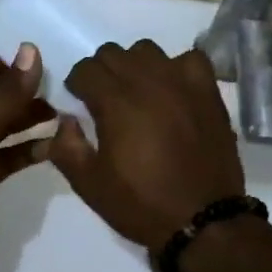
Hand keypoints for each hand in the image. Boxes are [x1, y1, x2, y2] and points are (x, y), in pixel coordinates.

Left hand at [0, 44, 54, 258]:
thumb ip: (8, 90)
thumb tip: (30, 50)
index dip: (14, 57)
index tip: (50, 56)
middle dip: (29, 87)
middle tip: (67, 84)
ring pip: (8, 122)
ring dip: (34, 116)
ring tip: (68, 111)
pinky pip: (11, 152)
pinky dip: (31, 148)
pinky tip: (58, 144)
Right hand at [49, 41, 243, 252]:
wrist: (203, 222)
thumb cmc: (142, 204)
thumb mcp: (90, 185)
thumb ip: (66, 147)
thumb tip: (64, 120)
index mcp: (116, 103)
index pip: (86, 69)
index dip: (77, 84)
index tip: (79, 102)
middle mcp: (148, 82)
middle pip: (113, 53)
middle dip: (101, 72)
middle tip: (104, 100)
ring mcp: (182, 83)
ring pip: (148, 50)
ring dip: (135, 66)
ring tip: (138, 92)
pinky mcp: (208, 92)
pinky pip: (189, 59)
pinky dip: (177, 68)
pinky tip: (174, 89)